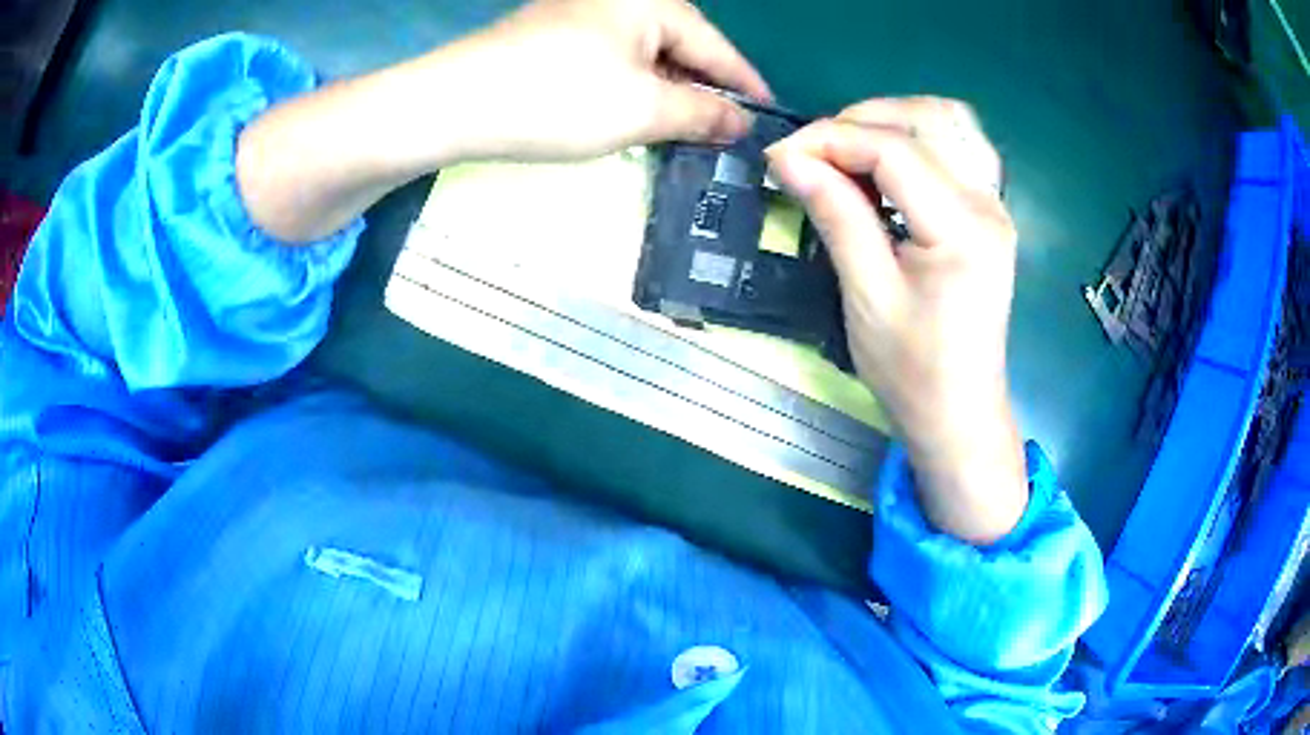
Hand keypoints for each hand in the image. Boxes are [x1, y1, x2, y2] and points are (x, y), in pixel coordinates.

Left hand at [236, 0, 767, 241]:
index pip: (718, 48)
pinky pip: (612, 63)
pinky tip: (633, 116)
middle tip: (726, 134)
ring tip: (686, 133)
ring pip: (645, 58)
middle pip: (682, 48)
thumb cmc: (558, 98)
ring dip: (667, 94)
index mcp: (652, 4)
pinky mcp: (553, 39)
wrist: (454, 103)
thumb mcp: (642, 110)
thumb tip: (742, 123)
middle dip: (705, 92)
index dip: (747, 86)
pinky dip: (630, 91)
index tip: (771, 118)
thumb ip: (701, 114)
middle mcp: (621, 0)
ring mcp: (582, 16)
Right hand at [766, 98, 1027, 543]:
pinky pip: (959, 146)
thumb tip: (788, 157)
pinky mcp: (989, 213)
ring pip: (948, 121)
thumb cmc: (912, 371)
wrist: (960, 414)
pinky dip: (919, 137)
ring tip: (849, 151)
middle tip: (813, 156)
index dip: (831, 139)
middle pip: (925, 119)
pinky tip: (890, 163)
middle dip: (858, 121)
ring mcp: (995, 205)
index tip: (780, 156)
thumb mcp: (867, 296)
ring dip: (892, 120)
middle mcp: (988, 204)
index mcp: (962, 229)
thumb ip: (836, 215)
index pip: (894, 149)